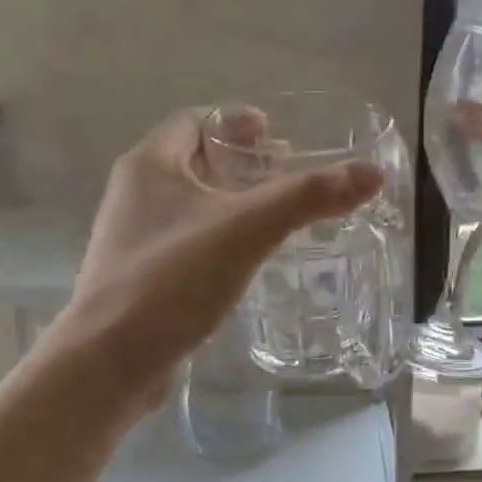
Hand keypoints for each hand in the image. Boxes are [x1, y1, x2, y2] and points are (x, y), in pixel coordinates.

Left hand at [62, 108, 381, 406]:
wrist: (109, 361)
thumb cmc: (173, 279)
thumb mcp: (248, 230)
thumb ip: (309, 197)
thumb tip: (372, 172)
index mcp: (150, 164)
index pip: (195, 120)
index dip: (236, 121)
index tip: (276, 135)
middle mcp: (135, 192)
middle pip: (194, 159)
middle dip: (241, 161)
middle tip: (286, 174)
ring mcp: (133, 236)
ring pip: (191, 201)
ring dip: (232, 199)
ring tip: (274, 214)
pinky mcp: (139, 274)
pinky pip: (187, 237)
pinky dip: (219, 233)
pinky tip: (246, 257)